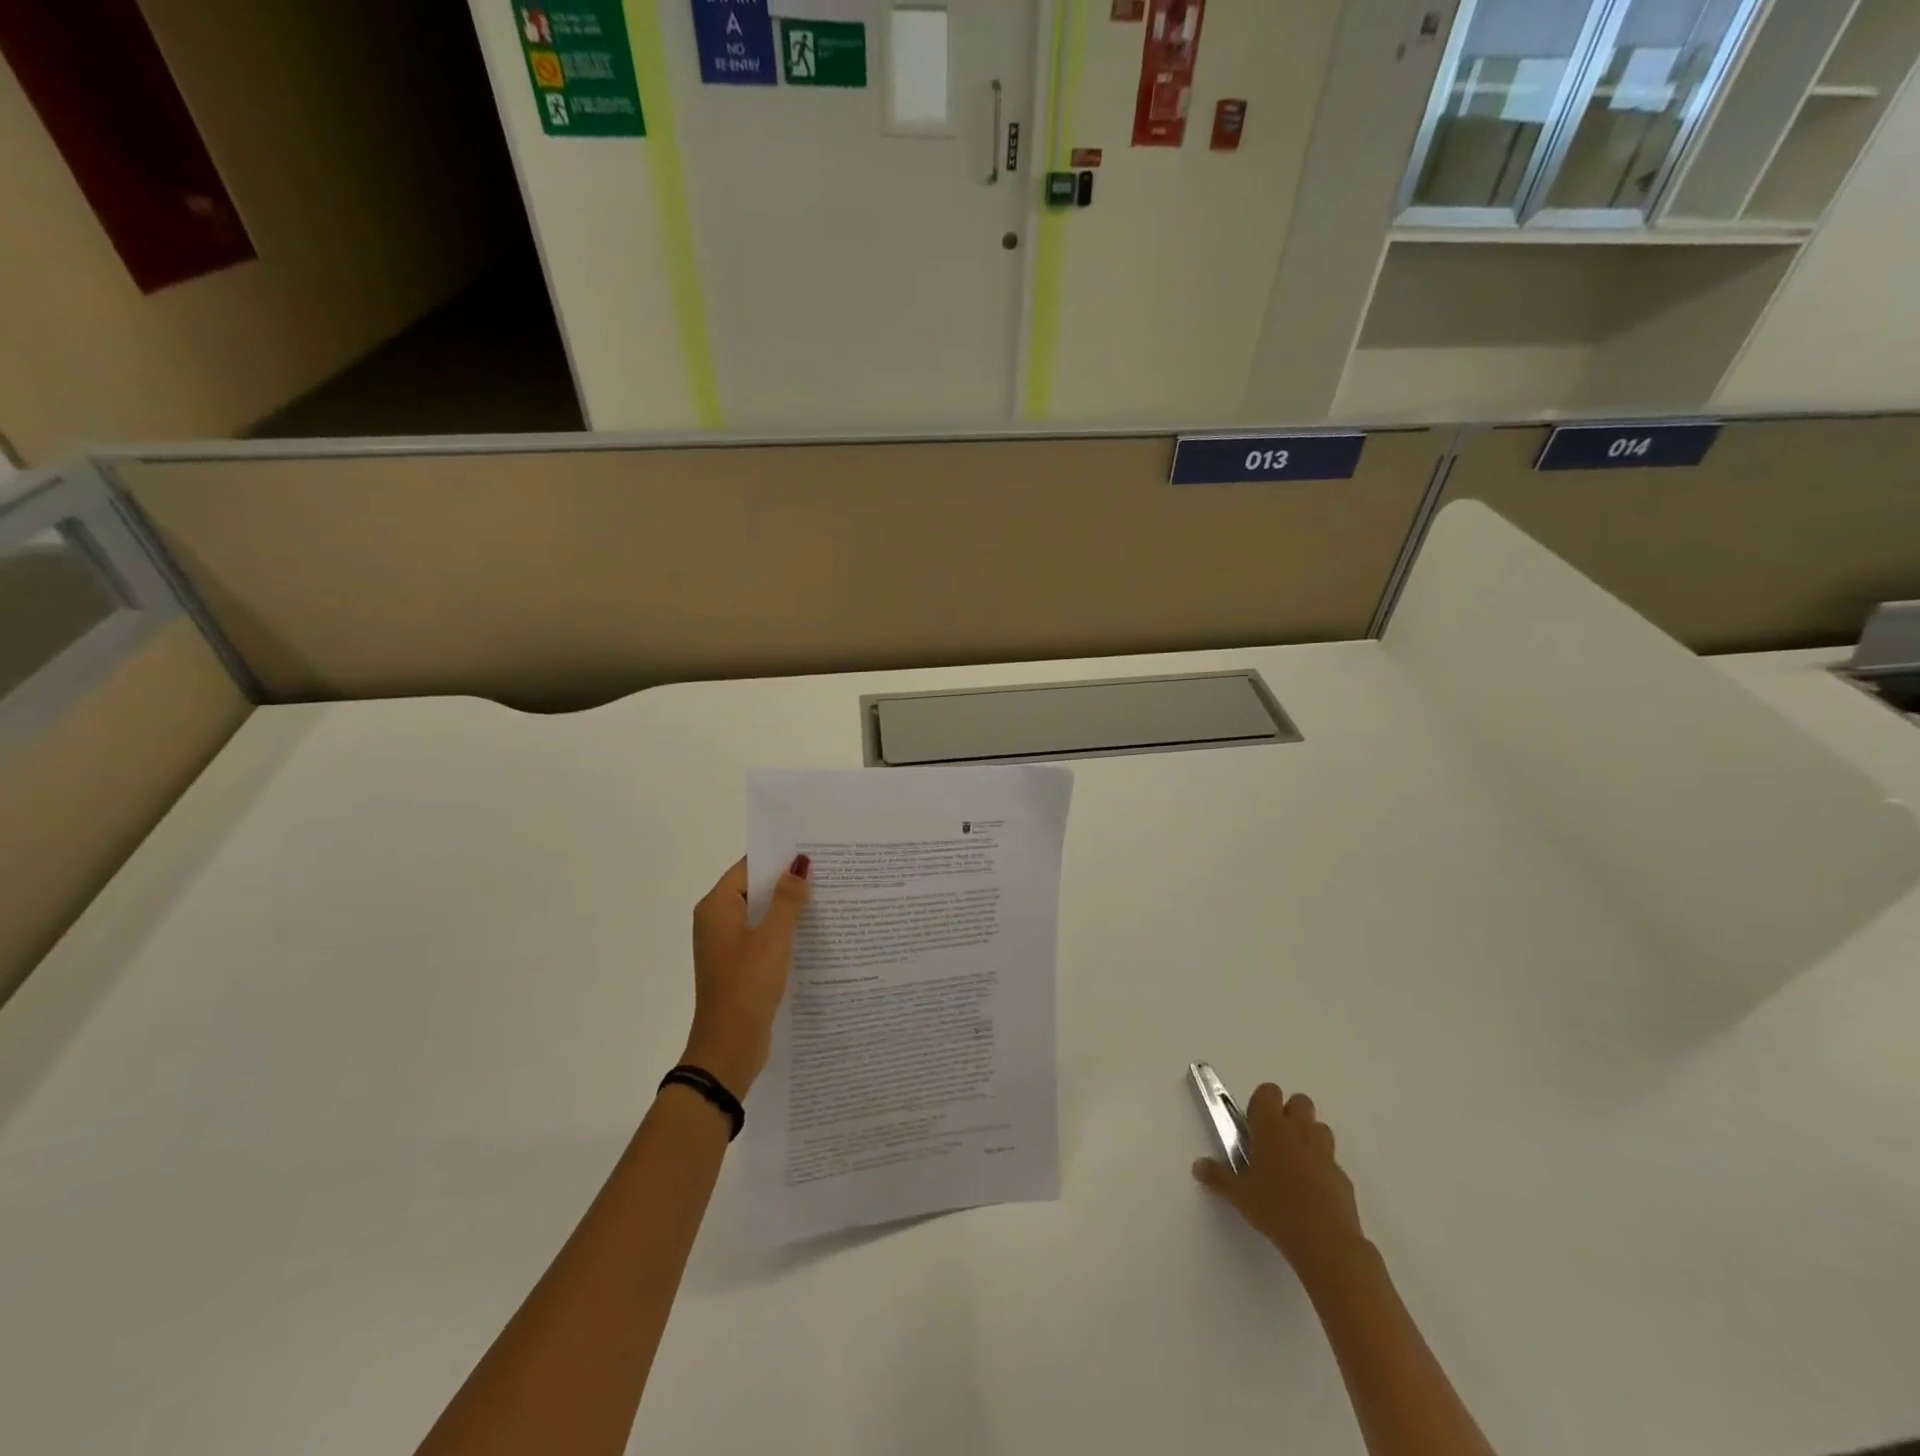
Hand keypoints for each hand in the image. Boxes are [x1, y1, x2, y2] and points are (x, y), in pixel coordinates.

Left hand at [682, 856, 811, 1095]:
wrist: (728, 1047)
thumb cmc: (747, 985)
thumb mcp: (773, 938)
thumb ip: (788, 899)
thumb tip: (800, 863)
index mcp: (717, 907)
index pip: (749, 867)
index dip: (779, 857)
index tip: (814, 850)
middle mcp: (717, 921)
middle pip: (755, 888)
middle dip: (788, 881)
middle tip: (829, 870)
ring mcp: (727, 945)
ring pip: (761, 914)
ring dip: (788, 907)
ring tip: (828, 896)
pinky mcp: (739, 965)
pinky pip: (763, 936)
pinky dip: (784, 930)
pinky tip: (813, 931)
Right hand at [1193, 1083, 1368, 1288]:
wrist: (1325, 1241)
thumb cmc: (1275, 1208)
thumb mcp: (1238, 1195)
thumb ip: (1217, 1177)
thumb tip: (1198, 1166)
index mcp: (1271, 1126)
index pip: (1268, 1091)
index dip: (1260, 1104)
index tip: (1252, 1126)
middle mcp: (1300, 1131)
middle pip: (1299, 1102)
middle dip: (1288, 1114)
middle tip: (1273, 1141)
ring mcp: (1325, 1152)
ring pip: (1319, 1128)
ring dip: (1308, 1137)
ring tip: (1293, 1164)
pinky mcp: (1343, 1176)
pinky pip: (1331, 1161)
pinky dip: (1321, 1168)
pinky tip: (1311, 1193)